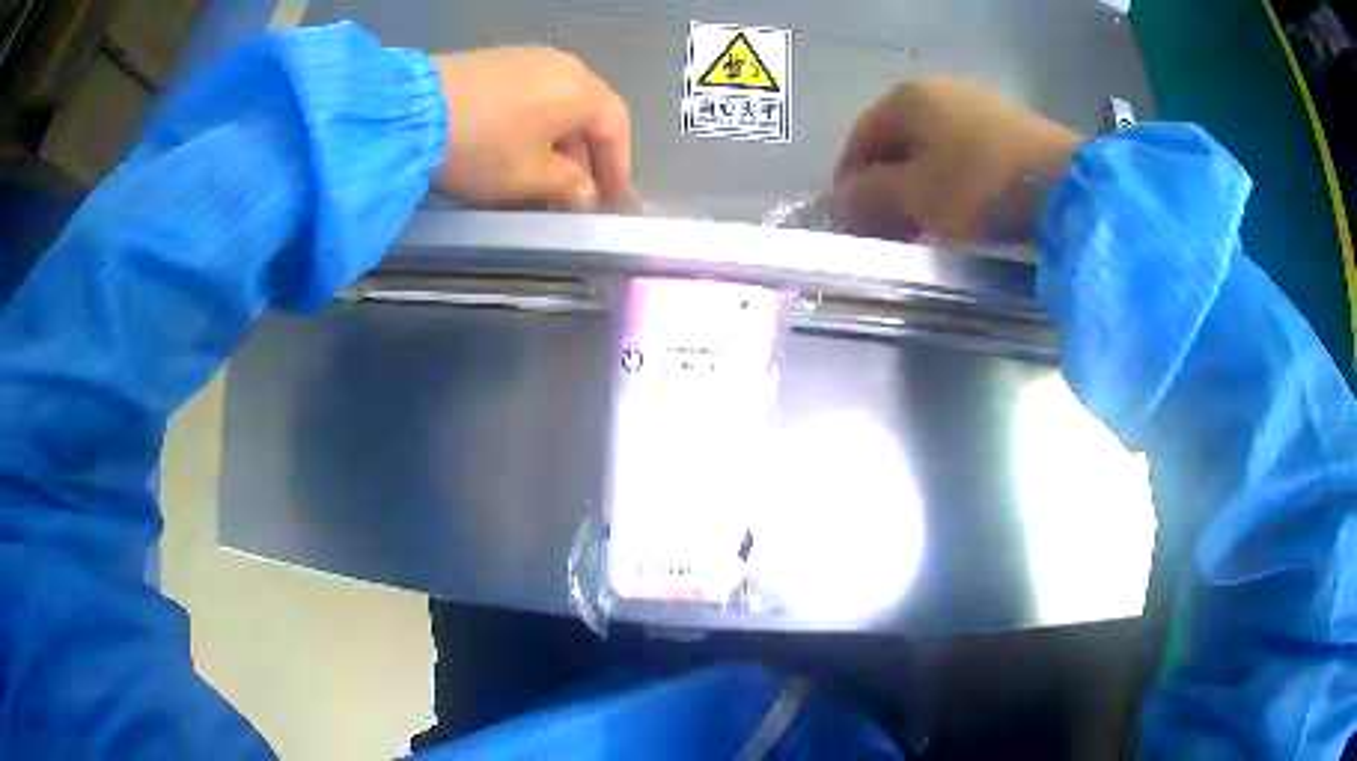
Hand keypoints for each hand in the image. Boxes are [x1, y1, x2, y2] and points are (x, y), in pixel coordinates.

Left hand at [431, 47, 631, 208]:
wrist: (409, 112)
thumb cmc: (483, 147)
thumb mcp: (530, 177)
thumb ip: (569, 186)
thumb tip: (586, 193)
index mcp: (581, 89)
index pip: (616, 128)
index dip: (617, 168)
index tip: (613, 203)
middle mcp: (562, 65)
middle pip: (588, 113)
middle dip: (586, 158)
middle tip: (576, 195)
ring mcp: (526, 58)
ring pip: (557, 105)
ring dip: (558, 143)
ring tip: (544, 177)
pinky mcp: (494, 61)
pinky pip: (530, 95)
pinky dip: (533, 125)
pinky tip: (515, 149)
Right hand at [833, 77, 1081, 243]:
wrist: (1065, 185)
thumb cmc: (978, 185)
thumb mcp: (914, 196)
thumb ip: (869, 197)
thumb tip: (842, 201)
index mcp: (906, 99)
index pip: (860, 139)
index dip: (848, 182)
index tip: (848, 221)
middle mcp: (938, 92)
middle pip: (897, 144)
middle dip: (885, 187)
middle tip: (885, 228)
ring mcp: (978, 106)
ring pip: (932, 150)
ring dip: (918, 188)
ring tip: (922, 226)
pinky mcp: (1009, 128)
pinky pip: (964, 155)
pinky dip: (951, 182)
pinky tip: (960, 211)